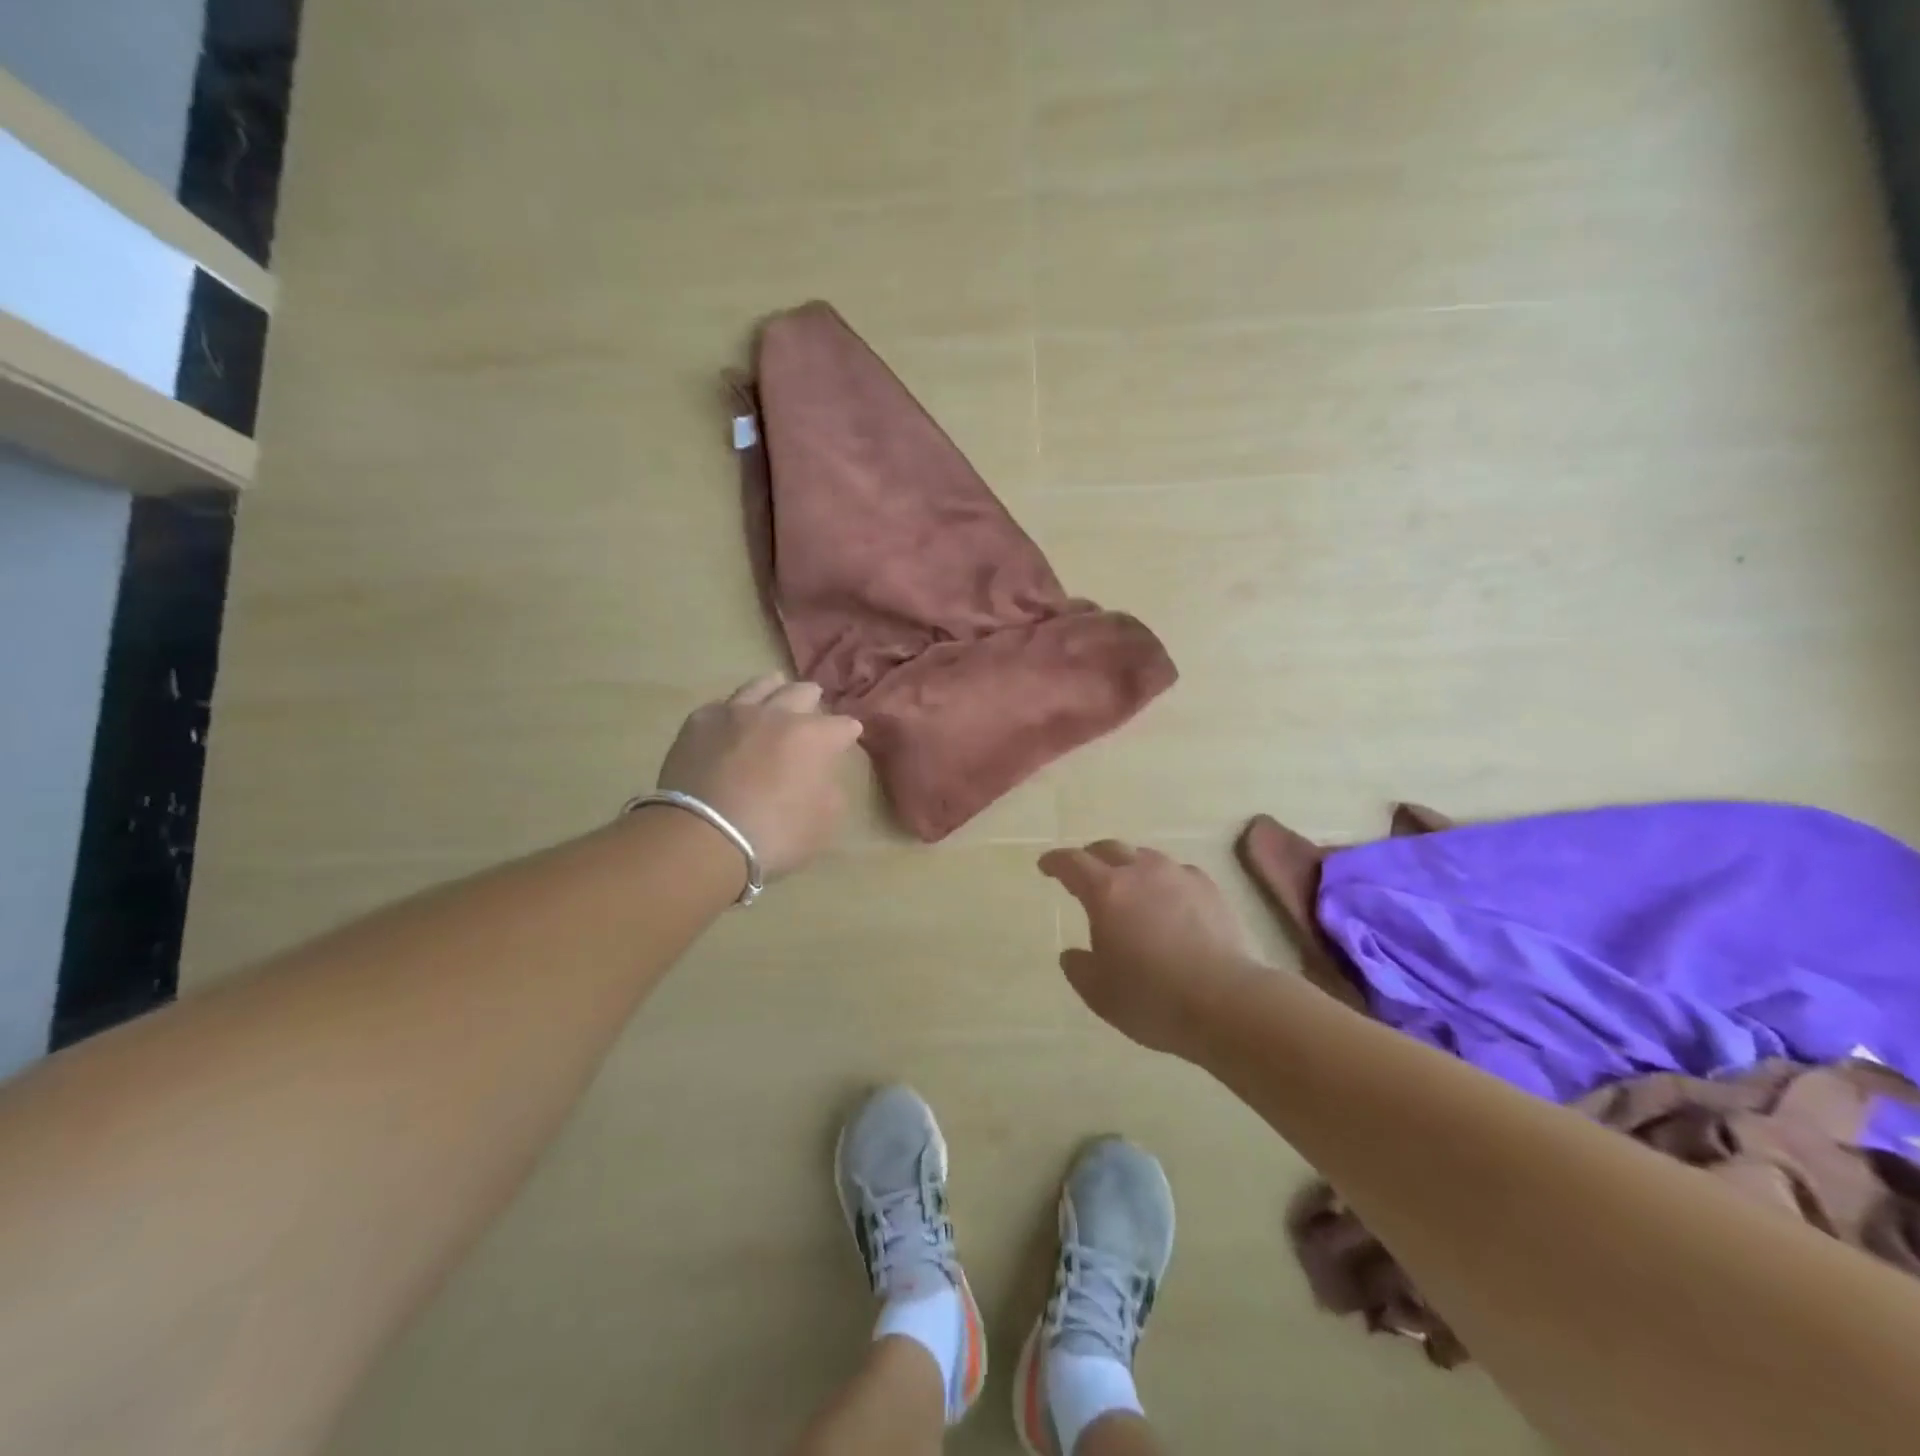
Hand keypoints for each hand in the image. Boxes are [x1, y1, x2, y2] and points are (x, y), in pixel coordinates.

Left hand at [655, 674, 863, 879]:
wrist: (702, 836)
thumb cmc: (773, 835)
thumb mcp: (823, 823)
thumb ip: (830, 792)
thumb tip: (821, 777)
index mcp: (814, 737)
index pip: (842, 726)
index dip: (848, 732)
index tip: (848, 737)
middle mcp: (778, 714)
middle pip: (802, 693)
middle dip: (813, 699)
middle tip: (814, 704)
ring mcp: (736, 713)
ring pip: (760, 686)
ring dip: (774, 688)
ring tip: (777, 688)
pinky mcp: (700, 722)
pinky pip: (723, 705)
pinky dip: (734, 709)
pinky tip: (732, 717)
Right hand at [1039, 840, 1269, 1060]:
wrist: (1226, 1002)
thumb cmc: (1152, 998)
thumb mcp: (1099, 993)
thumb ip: (1079, 968)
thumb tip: (1073, 954)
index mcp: (1106, 892)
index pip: (1072, 862)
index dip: (1055, 862)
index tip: (1046, 866)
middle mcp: (1141, 872)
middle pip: (1109, 848)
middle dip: (1091, 856)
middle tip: (1084, 872)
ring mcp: (1179, 876)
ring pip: (1145, 857)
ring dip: (1129, 866)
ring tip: (1128, 886)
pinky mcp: (1209, 889)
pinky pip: (1177, 873)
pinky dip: (1163, 880)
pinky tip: (1168, 900)